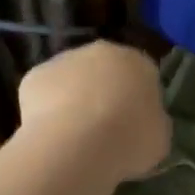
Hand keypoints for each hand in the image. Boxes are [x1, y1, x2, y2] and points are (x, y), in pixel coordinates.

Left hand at [18, 41, 169, 182]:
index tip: (133, 125)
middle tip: (103, 128)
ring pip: (72, 79)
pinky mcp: (35, 75)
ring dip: (73, 99)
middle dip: (104, 93)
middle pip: (105, 71)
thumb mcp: (159, 138)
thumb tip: (144, 123)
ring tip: (73, 136)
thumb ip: (153, 122)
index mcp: (139, 61)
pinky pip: (44, 92)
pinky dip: (46, 109)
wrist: (76, 144)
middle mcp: (102, 51)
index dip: (137, 101)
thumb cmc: (129, 139)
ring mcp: (65, 59)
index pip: (142, 75)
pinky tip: (50, 134)